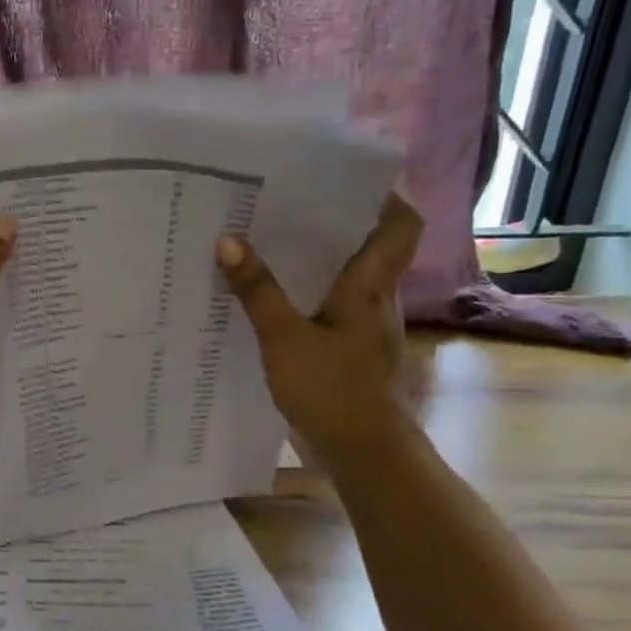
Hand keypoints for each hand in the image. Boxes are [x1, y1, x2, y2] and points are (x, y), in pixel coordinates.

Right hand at [215, 194, 422, 463]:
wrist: (362, 451)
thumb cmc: (331, 389)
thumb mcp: (283, 337)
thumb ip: (256, 290)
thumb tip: (228, 240)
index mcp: (370, 286)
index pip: (401, 225)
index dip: (385, 196)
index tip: (347, 178)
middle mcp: (375, 299)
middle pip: (370, 246)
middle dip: (336, 221)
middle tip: (289, 203)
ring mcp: (365, 327)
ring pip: (348, 276)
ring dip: (319, 258)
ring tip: (272, 240)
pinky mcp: (349, 349)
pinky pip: (331, 306)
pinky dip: (308, 293)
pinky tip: (273, 297)